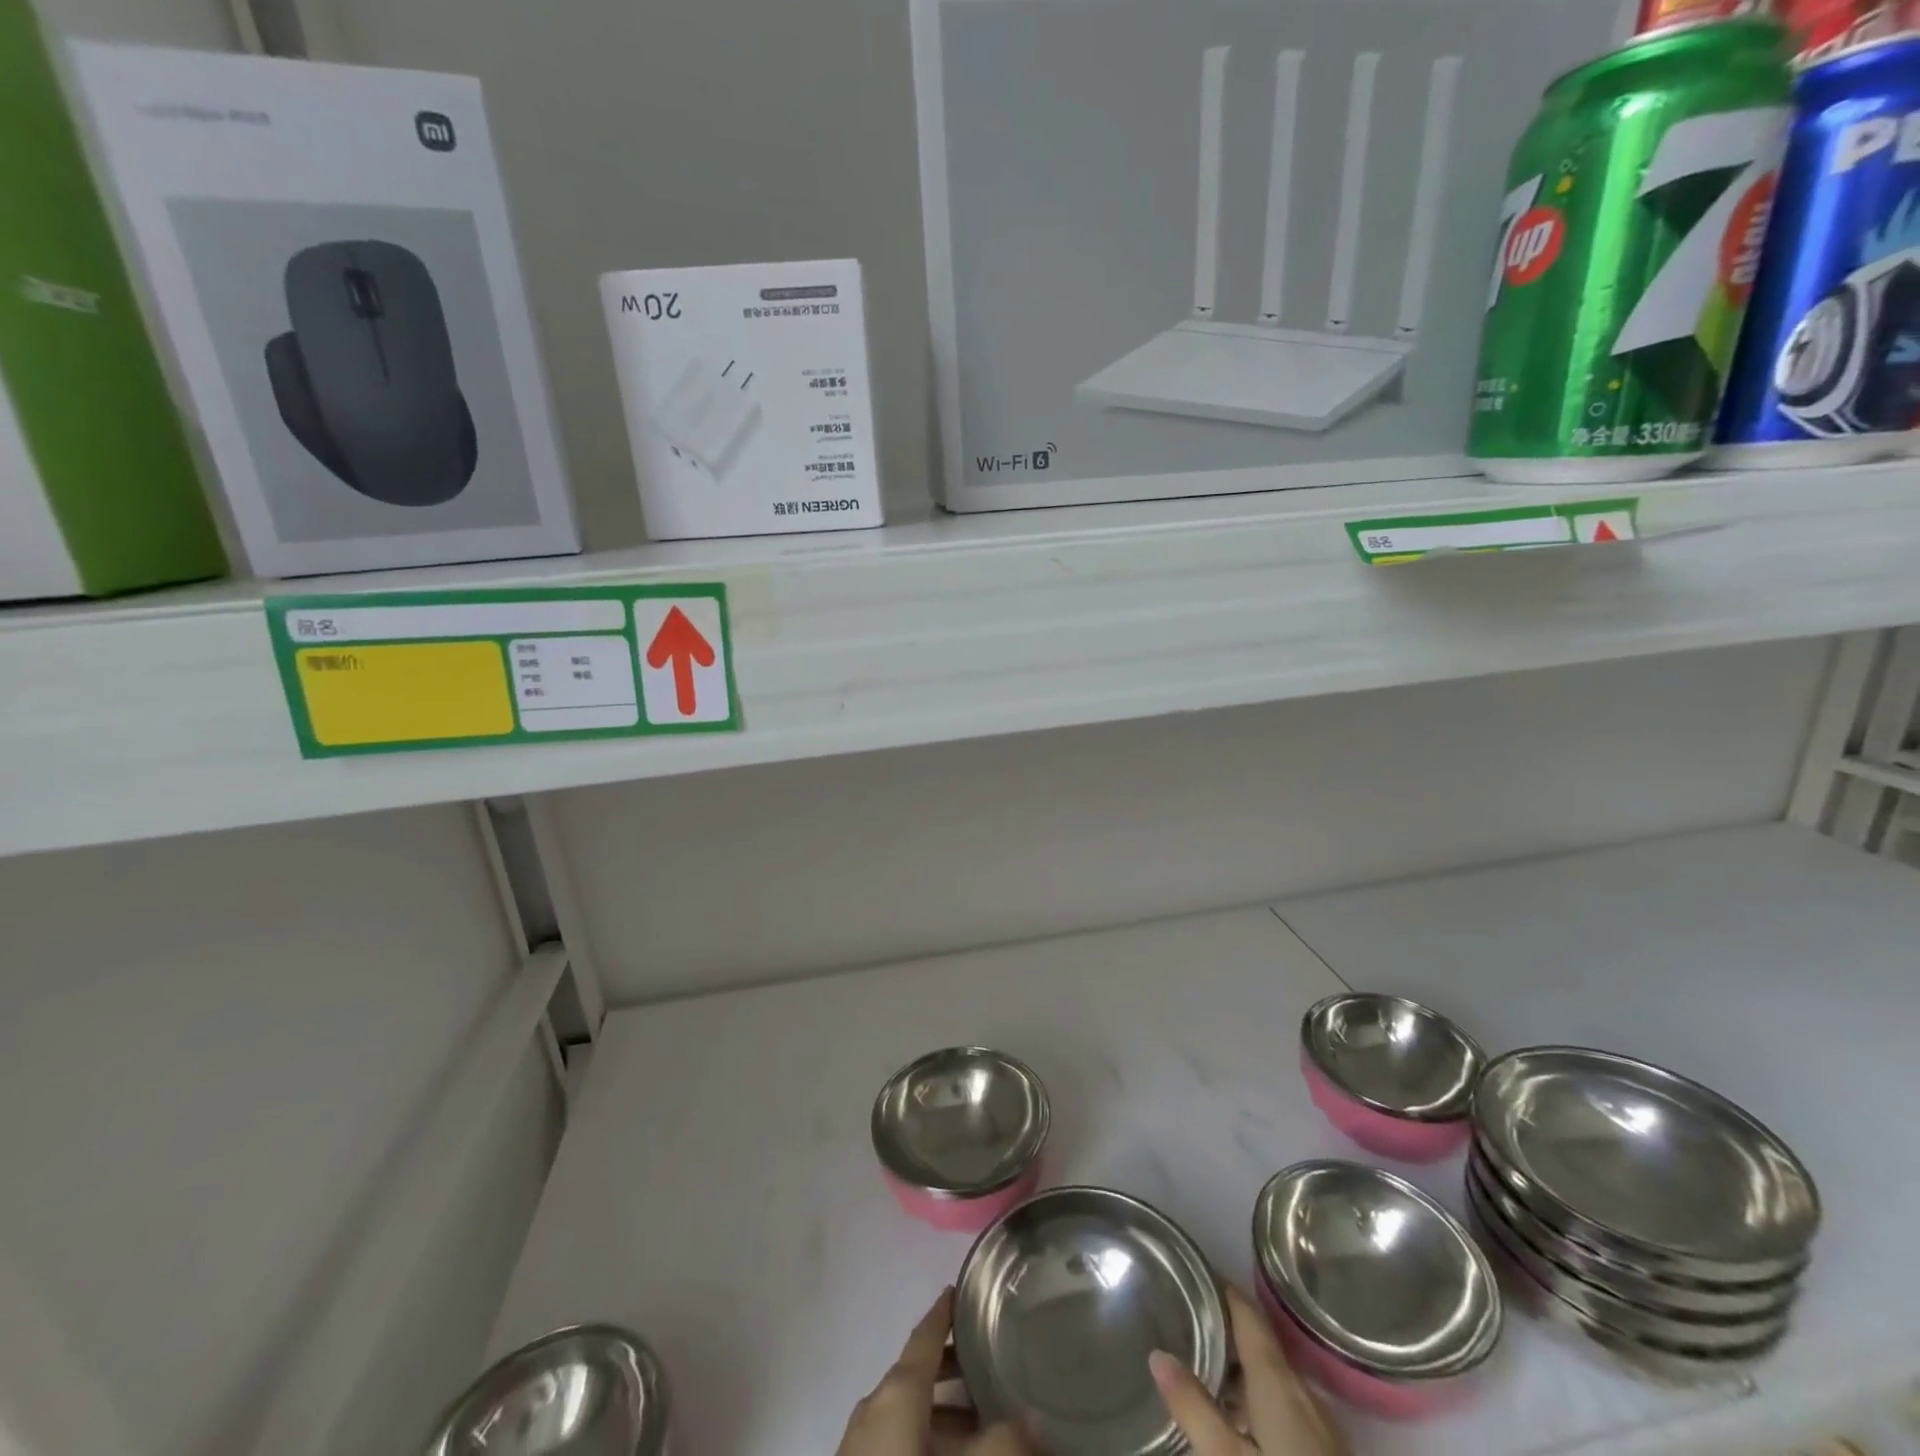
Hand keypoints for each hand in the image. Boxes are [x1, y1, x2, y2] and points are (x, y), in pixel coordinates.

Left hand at [835, 1288, 1029, 1454]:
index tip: (962, 1290)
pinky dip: (924, 1433)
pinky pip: (894, 1436)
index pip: (925, 1334)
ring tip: (980, 1418)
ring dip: (941, 1408)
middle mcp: (875, 1404)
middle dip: (952, 1366)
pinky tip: (948, 1453)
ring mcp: (860, 1441)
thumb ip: (1002, 1443)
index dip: (945, 1311)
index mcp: (896, 1390)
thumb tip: (1037, 1417)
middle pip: (917, 1371)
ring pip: (907, 1408)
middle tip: (988, 1361)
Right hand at [1149, 1286, 1347, 1454]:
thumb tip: (1158, 1354)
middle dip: (1224, 1327)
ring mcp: (1322, 1430)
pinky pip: (1286, 1408)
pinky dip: (1255, 1398)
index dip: (1221, 1288)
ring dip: (1240, 1367)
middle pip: (1261, 1344)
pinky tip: (1236, 1421)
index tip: (1189, 1271)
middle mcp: (1303, 1394)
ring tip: (1199, 1365)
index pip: (1248, 1313)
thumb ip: (1194, 1408)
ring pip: (1274, 1379)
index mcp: (1278, 1382)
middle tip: (1182, 1316)